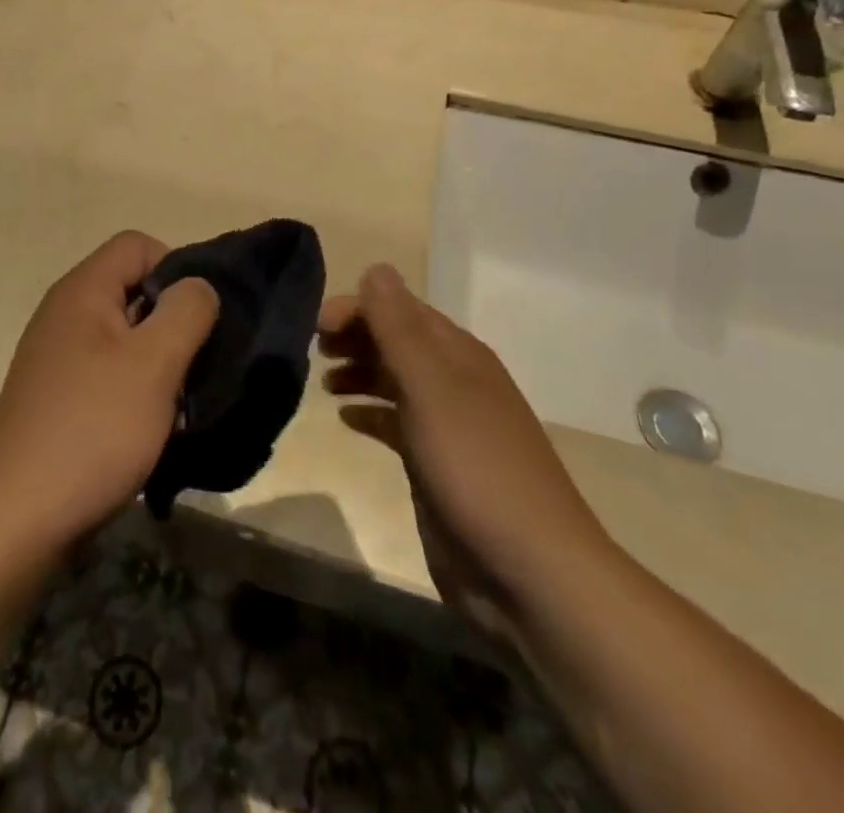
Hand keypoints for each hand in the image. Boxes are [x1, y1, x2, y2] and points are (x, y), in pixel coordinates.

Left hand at [0, 232, 217, 552]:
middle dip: (172, 321)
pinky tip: (149, 428)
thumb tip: (198, 286)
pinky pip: (108, 372)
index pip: (138, 245)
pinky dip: (135, 389)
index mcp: (82, 291)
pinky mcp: (58, 396)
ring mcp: (57, 356)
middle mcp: (65, 313)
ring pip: (126, 336)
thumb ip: (186, 312)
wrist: (17, 519)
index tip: (196, 320)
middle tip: (194, 366)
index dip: (176, 269)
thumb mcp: (153, 364)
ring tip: (176, 404)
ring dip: (158, 362)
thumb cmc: (92, 430)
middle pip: (133, 289)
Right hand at [318, 264, 611, 621]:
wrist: (529, 574)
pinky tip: (346, 418)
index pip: (401, 309)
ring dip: (360, 371)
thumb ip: (400, 327)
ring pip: (395, 380)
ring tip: (324, 380)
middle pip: (397, 341)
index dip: (359, 308)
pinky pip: (396, 423)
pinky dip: (370, 412)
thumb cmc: (476, 467)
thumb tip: (376, 268)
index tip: (317, 325)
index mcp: (458, 355)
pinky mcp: (437, 466)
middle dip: (356, 336)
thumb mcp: (432, 387)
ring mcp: (447, 426)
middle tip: (314, 349)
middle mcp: (454, 382)